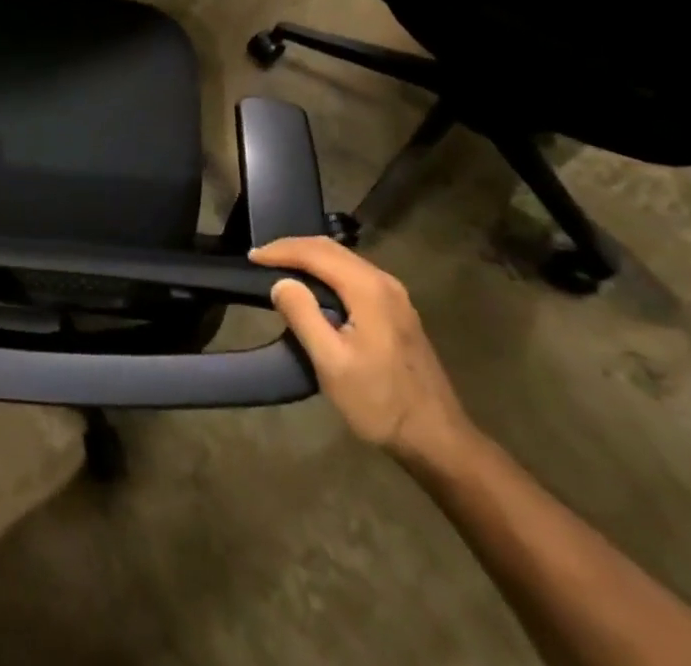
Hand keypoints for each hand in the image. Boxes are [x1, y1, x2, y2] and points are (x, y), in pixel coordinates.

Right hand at [250, 235, 474, 468]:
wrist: (439, 442)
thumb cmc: (380, 403)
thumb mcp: (332, 363)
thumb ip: (303, 315)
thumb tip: (282, 282)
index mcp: (368, 289)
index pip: (315, 252)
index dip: (280, 250)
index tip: (251, 258)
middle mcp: (384, 282)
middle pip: (330, 249)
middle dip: (292, 248)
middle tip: (261, 259)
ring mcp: (395, 296)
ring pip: (343, 260)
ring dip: (309, 259)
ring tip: (280, 269)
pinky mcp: (397, 311)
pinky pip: (353, 275)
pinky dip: (326, 271)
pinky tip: (313, 288)